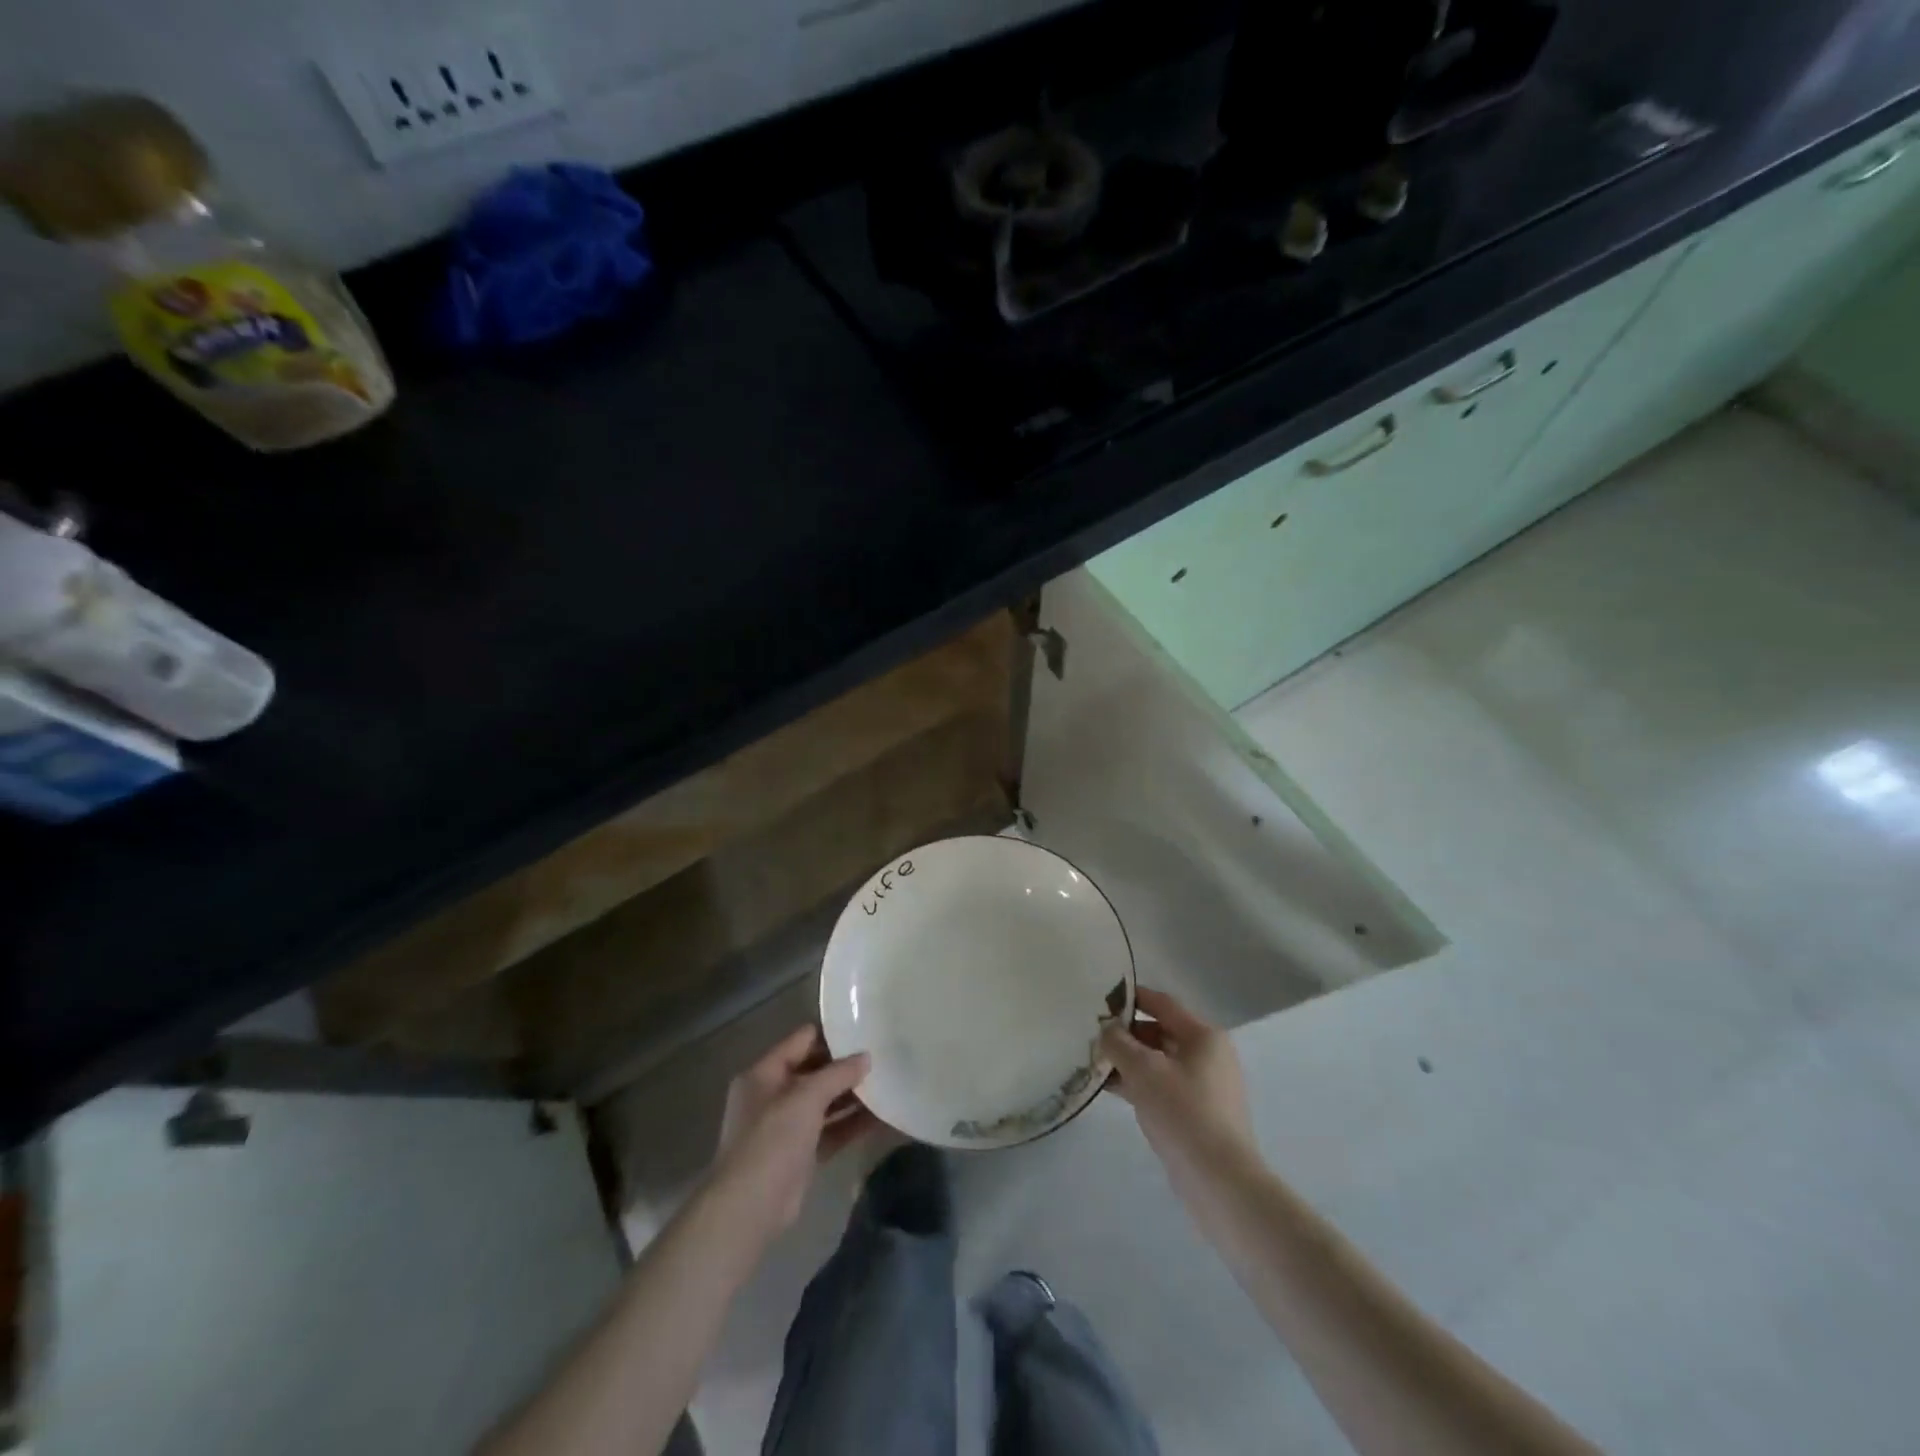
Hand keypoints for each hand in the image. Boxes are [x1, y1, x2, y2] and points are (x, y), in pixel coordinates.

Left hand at [708, 1025, 879, 1241]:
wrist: (749, 1207)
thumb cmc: (772, 1139)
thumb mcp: (805, 1097)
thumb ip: (837, 1074)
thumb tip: (866, 1057)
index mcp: (764, 1073)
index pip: (802, 1040)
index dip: (832, 1034)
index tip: (864, 1029)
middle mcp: (773, 1095)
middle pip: (814, 1071)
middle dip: (845, 1066)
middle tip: (882, 1056)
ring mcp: (786, 1126)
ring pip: (824, 1102)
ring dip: (852, 1095)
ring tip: (887, 1082)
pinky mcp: (800, 1153)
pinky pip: (830, 1130)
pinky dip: (851, 1124)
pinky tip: (881, 1117)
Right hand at [1102, 987, 1256, 1192]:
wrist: (1220, 1181)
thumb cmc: (1183, 1112)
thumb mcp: (1143, 1070)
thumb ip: (1119, 1043)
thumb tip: (1106, 1029)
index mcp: (1204, 1036)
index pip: (1163, 1004)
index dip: (1132, 997)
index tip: (1102, 997)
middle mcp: (1210, 1055)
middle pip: (1162, 1032)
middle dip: (1127, 1033)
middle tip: (1093, 1035)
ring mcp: (1206, 1086)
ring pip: (1160, 1061)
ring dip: (1130, 1060)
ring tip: (1095, 1062)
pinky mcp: (1200, 1113)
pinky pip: (1164, 1086)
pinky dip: (1140, 1083)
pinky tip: (1112, 1088)